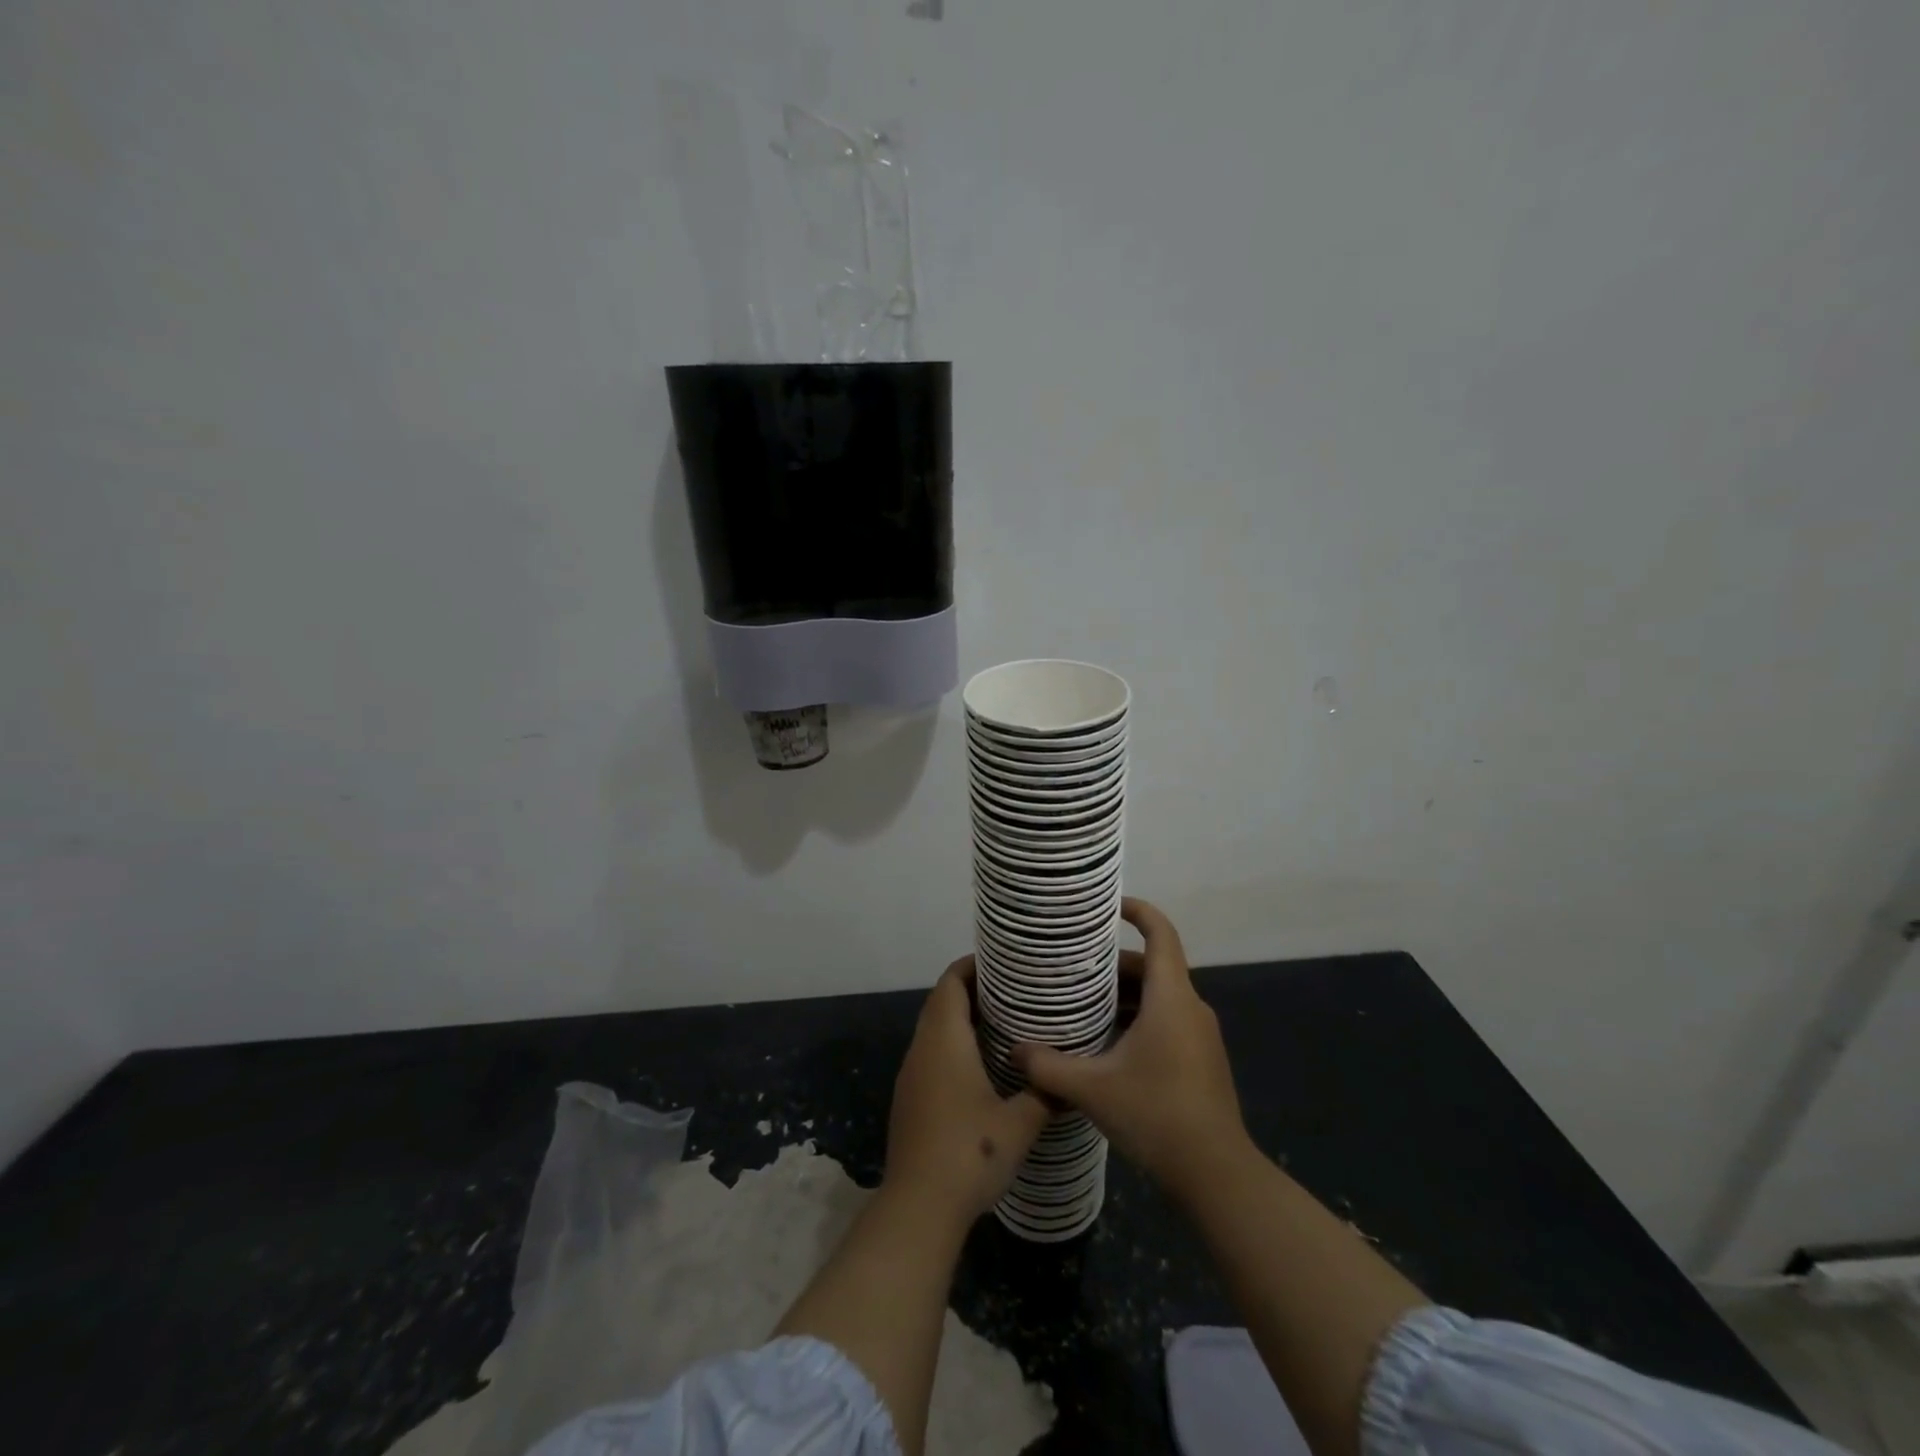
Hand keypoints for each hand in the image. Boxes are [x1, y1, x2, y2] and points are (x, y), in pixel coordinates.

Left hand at [885, 957, 1051, 1226]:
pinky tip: (983, 1066)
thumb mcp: (1020, 1123)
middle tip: (1014, 992)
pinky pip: (931, 1055)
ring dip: (963, 1019)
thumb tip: (1070, 1078)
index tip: (1004, 963)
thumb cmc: (970, 1153)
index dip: (973, 966)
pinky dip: (954, 1045)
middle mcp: (922, 1048)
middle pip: (942, 1001)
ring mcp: (911, 1075)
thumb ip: (1046, 1093)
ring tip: (1005, 1024)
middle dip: (973, 990)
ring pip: (934, 1029)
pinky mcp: (910, 1099)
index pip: (951, 982)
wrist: (918, 1207)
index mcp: (944, 1040)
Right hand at [1011, 898, 1248, 1199]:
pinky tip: (1108, 1045)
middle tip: (1074, 968)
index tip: (1110, 905)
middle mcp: (1191, 1007)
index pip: (1161, 933)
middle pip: (1154, 967)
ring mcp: (1200, 1036)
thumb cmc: (1156, 1115)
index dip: (1139, 911)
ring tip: (1083, 1004)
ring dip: (1125, 996)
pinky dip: (1139, 1019)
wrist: (1216, 1175)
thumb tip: (1014, 1049)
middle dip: (1114, 964)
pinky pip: (1168, 1021)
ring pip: (1160, 997)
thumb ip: (1048, 1066)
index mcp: (1171, 998)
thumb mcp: (1092, 1089)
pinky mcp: (1202, 1060)